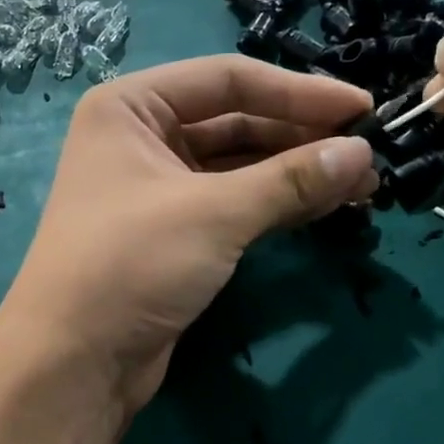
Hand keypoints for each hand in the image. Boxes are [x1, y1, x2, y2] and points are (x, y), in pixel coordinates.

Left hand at [0, 56, 377, 412]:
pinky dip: (278, 205)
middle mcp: (143, 139)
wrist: (75, 363)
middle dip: (302, 138)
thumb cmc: (130, 265)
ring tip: (362, 184)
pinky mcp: (176, 235)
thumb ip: (290, 179)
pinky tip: (325, 206)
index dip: (299, 92)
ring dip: (297, 174)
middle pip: (237, 123)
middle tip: (368, 154)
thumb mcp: (213, 213)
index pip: (229, 80)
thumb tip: (362, 153)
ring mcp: (160, 190)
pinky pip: (236, 205)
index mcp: (132, 107)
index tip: (361, 108)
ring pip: (240, 168)